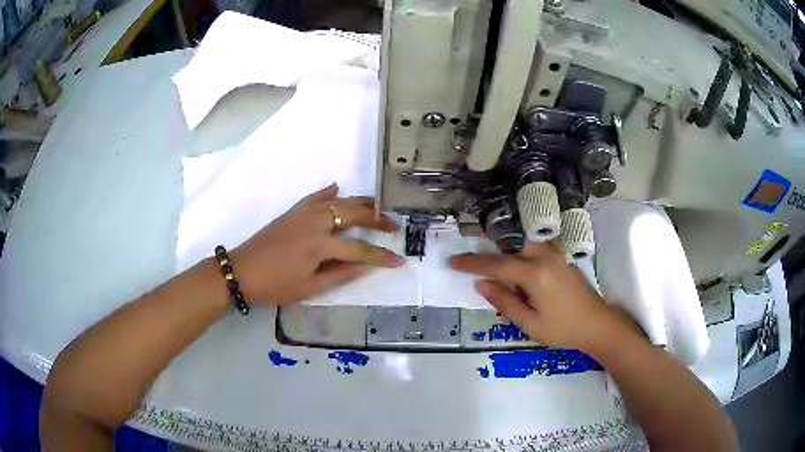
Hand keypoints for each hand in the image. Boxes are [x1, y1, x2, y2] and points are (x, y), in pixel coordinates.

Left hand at [231, 183, 403, 304]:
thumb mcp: (309, 288)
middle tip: (393, 226)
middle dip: (377, 220)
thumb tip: (365, 265)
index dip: (381, 256)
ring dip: (359, 202)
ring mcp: (303, 214)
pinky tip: (337, 188)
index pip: (360, 249)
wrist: (241, 271)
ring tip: (377, 205)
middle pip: (353, 215)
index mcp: (320, 246)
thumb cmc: (275, 286)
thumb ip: (339, 274)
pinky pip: (314, 197)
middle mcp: (316, 224)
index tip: (399, 261)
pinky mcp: (292, 212)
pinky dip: (327, 192)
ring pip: (337, 202)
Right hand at [449, 241, 639, 353]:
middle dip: (487, 239)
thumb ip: (505, 302)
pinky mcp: (562, 258)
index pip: (496, 265)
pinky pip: (537, 245)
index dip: (472, 263)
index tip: (452, 261)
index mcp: (534, 274)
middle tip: (466, 236)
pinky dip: (521, 244)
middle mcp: (544, 257)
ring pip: (524, 239)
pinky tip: (516, 252)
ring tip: (488, 244)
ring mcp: (556, 255)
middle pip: (510, 241)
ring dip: (505, 240)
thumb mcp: (530, 323)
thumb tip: (481, 284)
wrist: (598, 325)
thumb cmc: (563, 329)